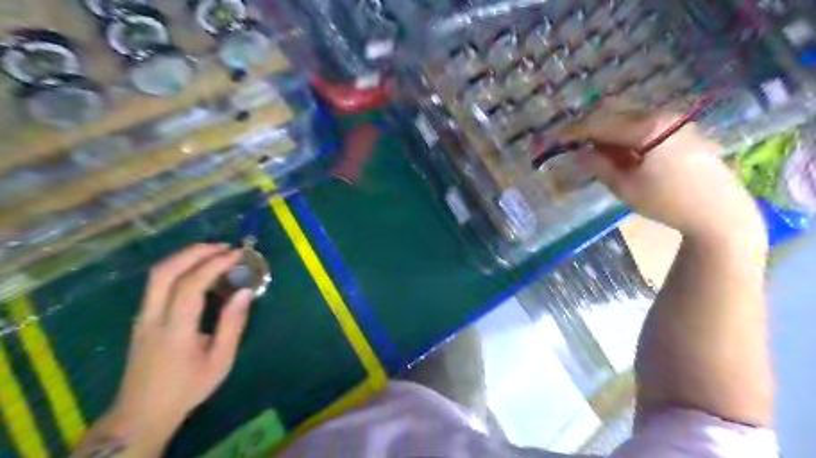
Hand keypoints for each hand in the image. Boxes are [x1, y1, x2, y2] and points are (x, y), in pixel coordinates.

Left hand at [102, 246, 254, 452]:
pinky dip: (179, 267)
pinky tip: (197, 269)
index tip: (237, 255)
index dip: (214, 265)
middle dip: (195, 252)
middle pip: (164, 271)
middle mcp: (152, 317)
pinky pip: (157, 282)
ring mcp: (142, 316)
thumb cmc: (188, 387)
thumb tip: (245, 291)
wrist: (142, 413)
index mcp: (174, 330)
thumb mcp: (220, 360)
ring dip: (185, 256)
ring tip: (214, 252)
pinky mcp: (141, 317)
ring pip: (157, 274)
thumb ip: (233, 324)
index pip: (190, 285)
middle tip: (224, 247)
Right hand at [562, 107, 765, 240]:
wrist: (719, 212)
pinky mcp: (682, 131)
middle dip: (589, 126)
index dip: (574, 130)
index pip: (600, 123)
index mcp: (647, 128)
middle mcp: (662, 116)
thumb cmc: (667, 202)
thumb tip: (578, 152)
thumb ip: (599, 165)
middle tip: (571, 142)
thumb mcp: (625, 187)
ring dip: (607, 130)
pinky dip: (625, 134)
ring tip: (593, 150)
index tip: (554, 138)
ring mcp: (675, 121)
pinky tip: (619, 152)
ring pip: (629, 117)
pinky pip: (644, 124)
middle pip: (615, 112)